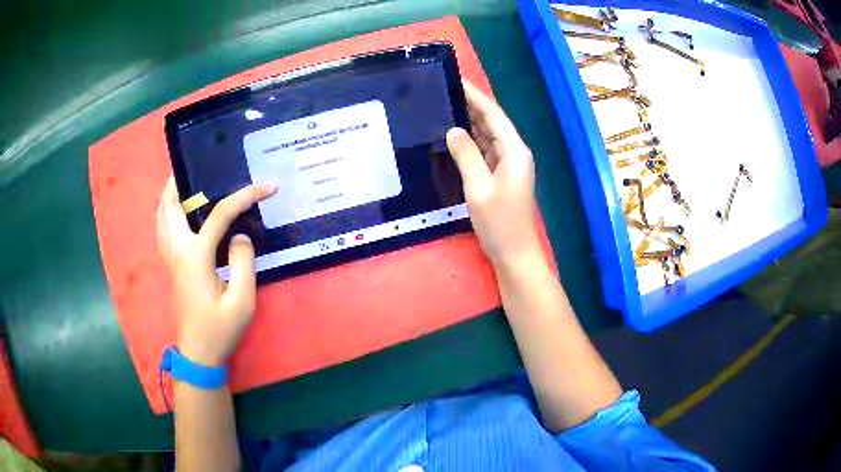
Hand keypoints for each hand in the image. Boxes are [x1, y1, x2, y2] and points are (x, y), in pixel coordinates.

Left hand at [156, 178, 276, 366]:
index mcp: (195, 257)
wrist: (198, 354)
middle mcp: (178, 251)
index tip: (266, 187)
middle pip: (170, 206)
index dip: (244, 197)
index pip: (219, 215)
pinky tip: (178, 212)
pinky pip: (163, 229)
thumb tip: (238, 236)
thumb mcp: (242, 301)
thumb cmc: (219, 330)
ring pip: (161, 217)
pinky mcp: (172, 266)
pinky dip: (167, 212)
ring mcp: (171, 259)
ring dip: (170, 195)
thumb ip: (242, 262)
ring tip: (185, 181)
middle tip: (198, 165)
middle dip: (180, 181)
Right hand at [446, 81, 539, 265]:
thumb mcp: (478, 188)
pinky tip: (452, 137)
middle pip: (491, 122)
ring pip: (487, 136)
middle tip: (443, 92)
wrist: (514, 253)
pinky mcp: (501, 176)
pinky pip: (484, 151)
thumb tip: (453, 130)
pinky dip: (470, 142)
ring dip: (469, 123)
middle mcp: (514, 153)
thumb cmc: (499, 222)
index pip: (493, 114)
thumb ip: (466, 155)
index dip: (475, 96)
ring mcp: (508, 165)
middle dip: (470, 106)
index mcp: (514, 151)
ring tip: (443, 109)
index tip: (456, 79)